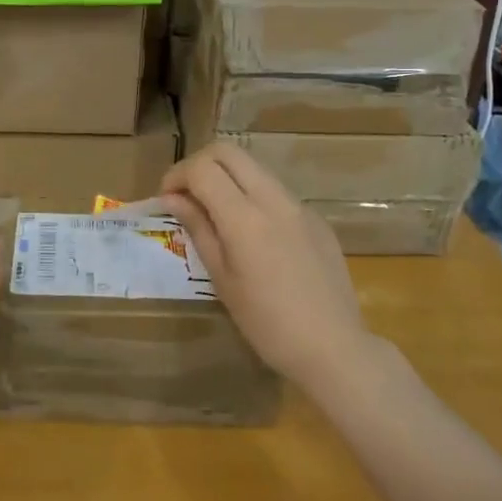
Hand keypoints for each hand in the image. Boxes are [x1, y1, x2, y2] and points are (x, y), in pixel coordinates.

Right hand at [161, 145, 375, 393]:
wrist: (334, 348)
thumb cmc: (267, 324)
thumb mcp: (222, 279)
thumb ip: (199, 229)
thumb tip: (173, 199)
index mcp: (245, 218)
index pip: (203, 168)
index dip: (177, 176)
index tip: (167, 199)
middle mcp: (274, 200)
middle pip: (229, 151)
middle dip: (200, 164)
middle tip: (186, 194)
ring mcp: (299, 206)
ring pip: (254, 168)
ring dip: (227, 177)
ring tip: (214, 212)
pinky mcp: (316, 219)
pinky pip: (276, 192)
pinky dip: (253, 196)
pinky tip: (251, 234)